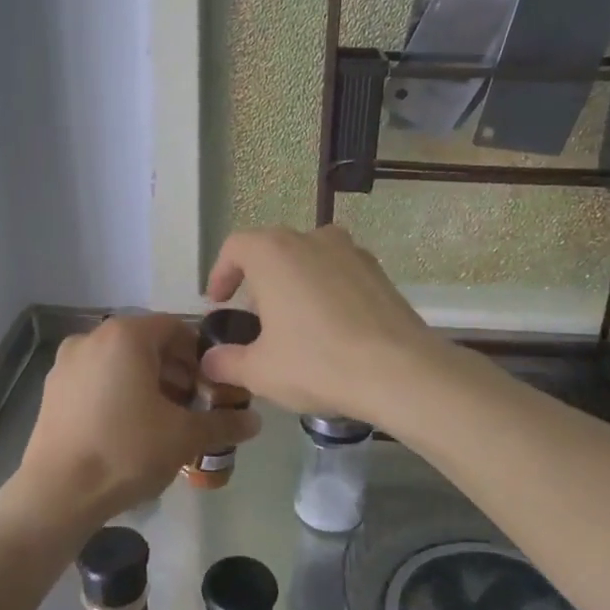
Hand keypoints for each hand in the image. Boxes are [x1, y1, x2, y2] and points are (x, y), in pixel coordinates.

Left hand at [1, 314, 258, 537]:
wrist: (57, 493)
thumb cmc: (126, 451)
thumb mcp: (184, 437)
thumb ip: (223, 423)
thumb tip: (255, 421)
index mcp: (126, 335)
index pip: (176, 328)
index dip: (201, 355)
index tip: (214, 386)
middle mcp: (93, 337)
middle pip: (147, 343)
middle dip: (176, 371)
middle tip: (194, 405)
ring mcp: (67, 362)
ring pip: (121, 361)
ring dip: (149, 382)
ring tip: (165, 420)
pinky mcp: (53, 388)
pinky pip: (97, 378)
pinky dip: (119, 391)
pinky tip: (130, 428)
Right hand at [199, 225, 446, 423]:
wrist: (399, 370)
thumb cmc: (317, 362)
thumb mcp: (260, 371)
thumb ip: (227, 362)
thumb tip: (210, 362)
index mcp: (273, 252)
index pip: (235, 248)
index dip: (221, 273)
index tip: (219, 302)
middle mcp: (311, 239)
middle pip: (273, 249)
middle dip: (258, 280)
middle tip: (255, 317)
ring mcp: (351, 251)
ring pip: (310, 258)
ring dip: (295, 282)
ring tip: (294, 321)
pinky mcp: (379, 272)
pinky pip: (340, 273)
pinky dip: (327, 291)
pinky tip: (331, 327)